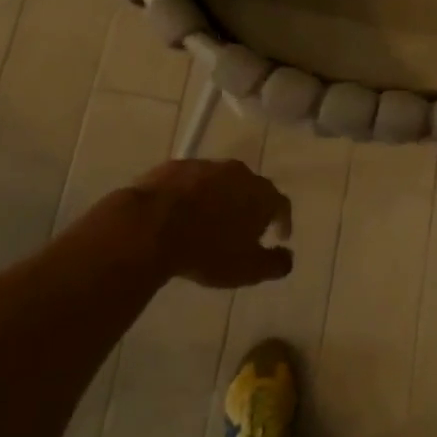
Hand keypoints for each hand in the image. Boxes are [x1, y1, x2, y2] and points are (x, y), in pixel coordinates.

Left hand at [132, 159, 293, 287]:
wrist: (149, 227)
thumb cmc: (207, 251)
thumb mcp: (248, 270)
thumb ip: (275, 264)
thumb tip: (288, 257)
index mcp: (260, 194)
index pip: (281, 204)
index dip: (283, 221)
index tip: (280, 236)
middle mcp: (237, 172)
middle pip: (251, 188)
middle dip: (250, 206)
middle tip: (244, 227)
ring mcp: (203, 166)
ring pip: (219, 181)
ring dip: (219, 198)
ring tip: (210, 220)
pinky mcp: (172, 166)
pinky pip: (190, 181)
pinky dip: (191, 195)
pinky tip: (180, 213)